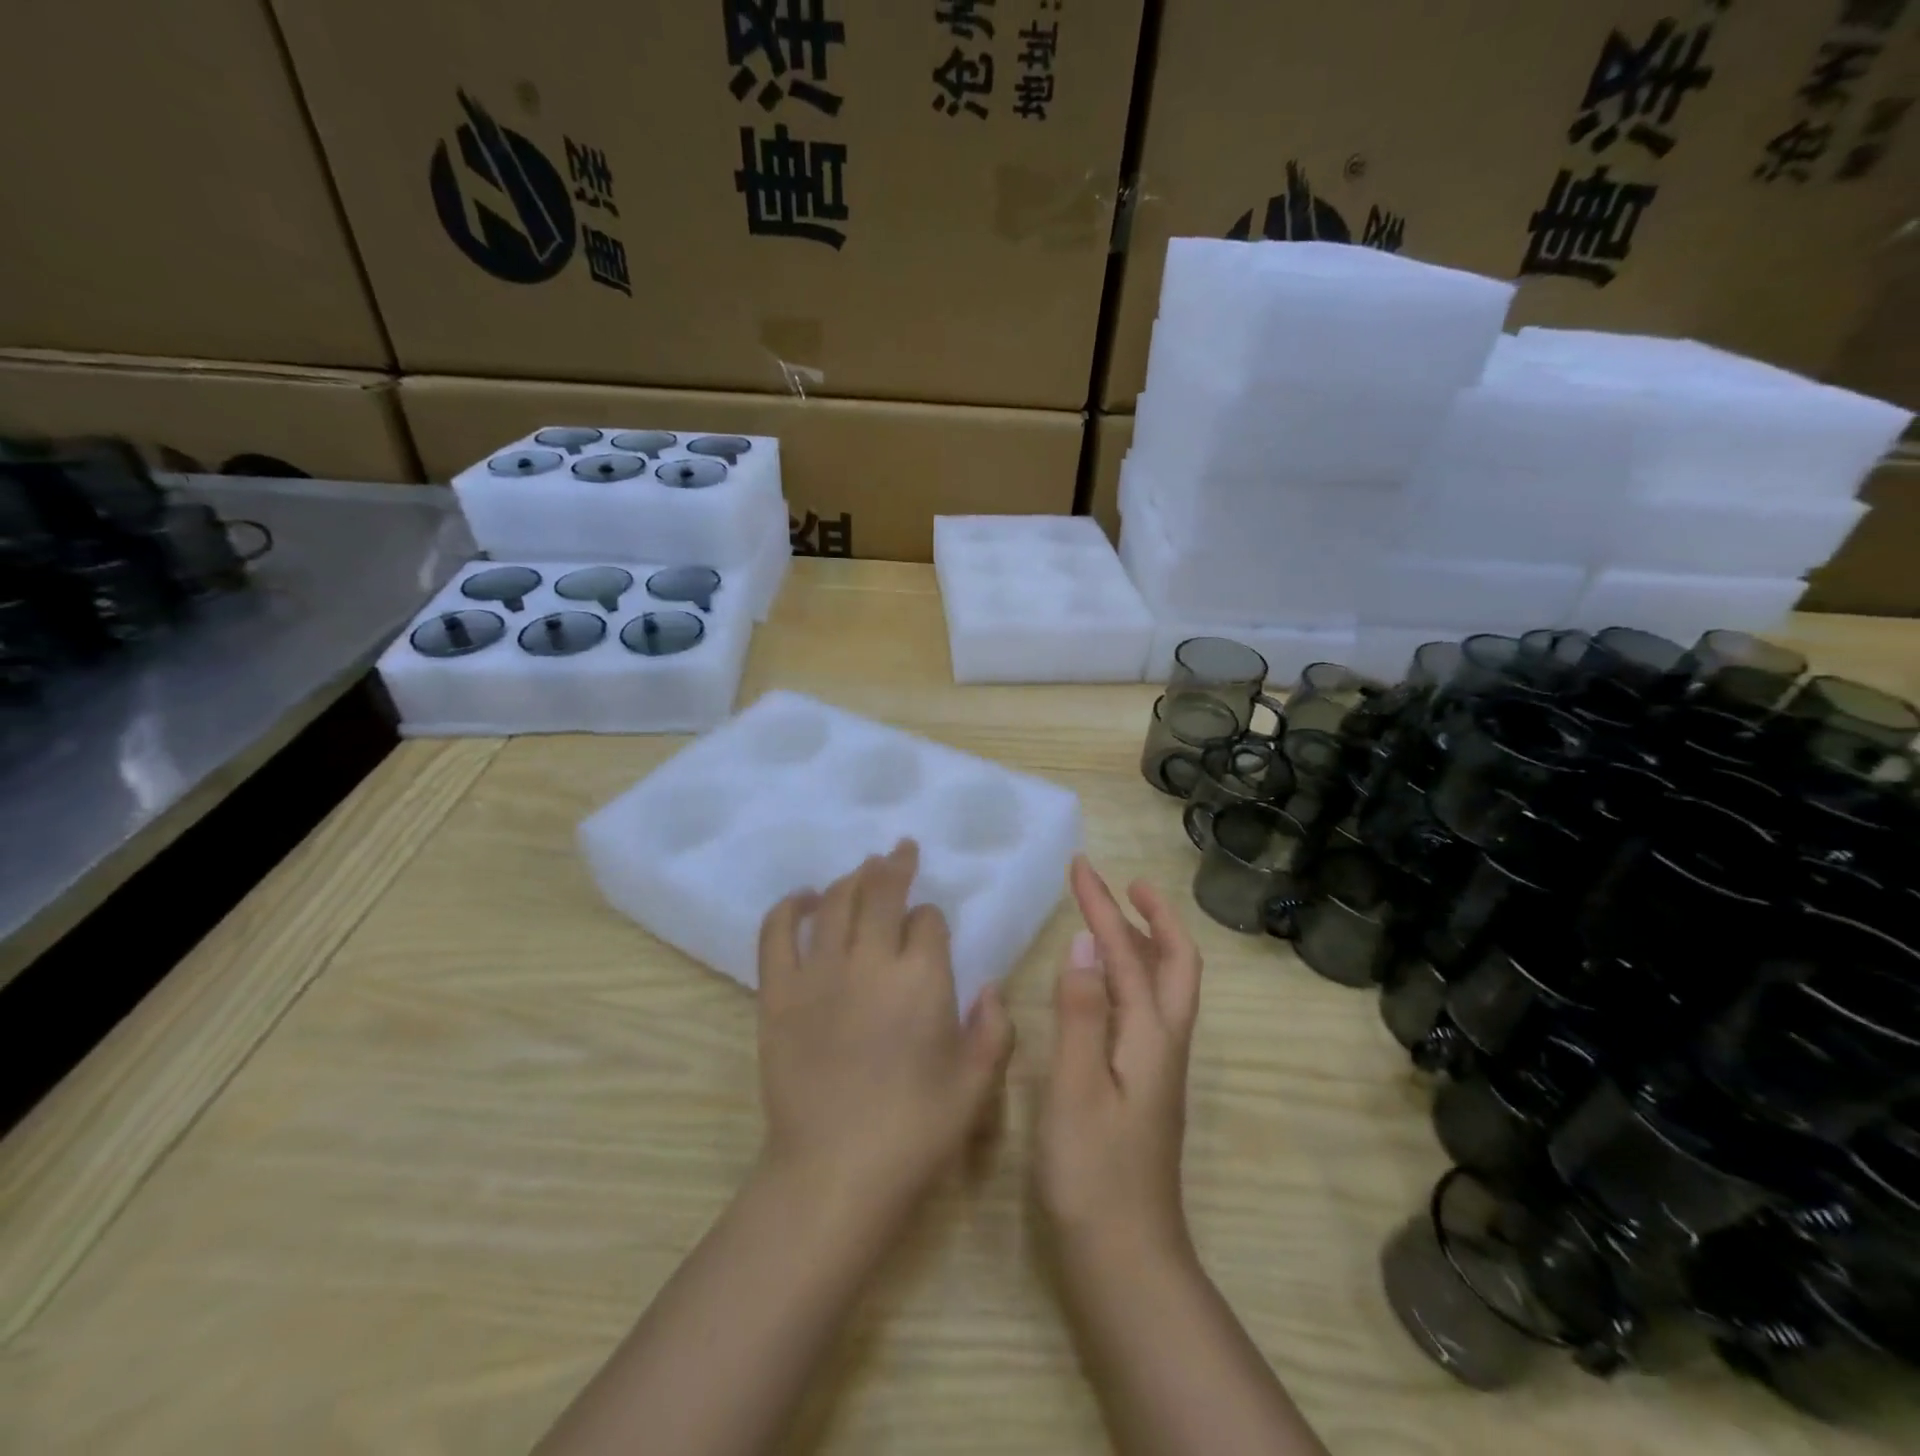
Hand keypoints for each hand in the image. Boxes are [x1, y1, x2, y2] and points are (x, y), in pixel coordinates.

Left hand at [756, 839, 1015, 1221]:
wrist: (833, 1172)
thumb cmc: (914, 1131)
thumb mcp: (975, 1086)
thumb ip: (994, 1030)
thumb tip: (990, 987)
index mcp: (922, 979)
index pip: (928, 921)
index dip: (932, 918)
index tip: (931, 928)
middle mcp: (870, 961)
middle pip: (881, 892)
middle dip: (895, 866)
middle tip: (900, 850)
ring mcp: (818, 973)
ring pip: (836, 902)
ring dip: (853, 878)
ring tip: (863, 869)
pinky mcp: (778, 992)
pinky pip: (777, 932)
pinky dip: (790, 906)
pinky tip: (804, 897)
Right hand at [1035, 856, 1202, 1265]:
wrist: (1125, 1259)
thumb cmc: (1092, 1174)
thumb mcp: (1075, 1089)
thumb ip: (1080, 1013)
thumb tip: (1083, 943)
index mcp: (1150, 1036)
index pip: (1130, 953)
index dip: (1104, 906)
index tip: (1081, 867)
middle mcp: (1164, 1043)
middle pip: (1175, 964)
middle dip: (1152, 916)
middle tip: (1123, 884)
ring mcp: (1158, 1066)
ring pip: (1164, 986)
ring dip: (1144, 942)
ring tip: (1114, 916)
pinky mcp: (1145, 1085)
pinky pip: (1146, 1009)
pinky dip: (1131, 976)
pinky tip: (1105, 985)